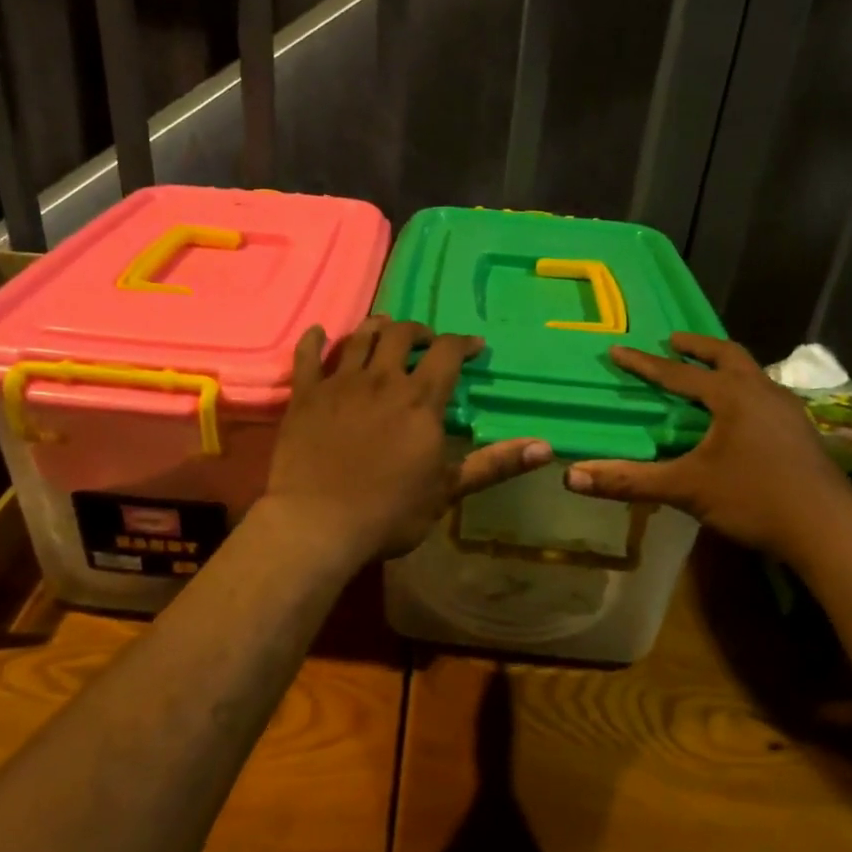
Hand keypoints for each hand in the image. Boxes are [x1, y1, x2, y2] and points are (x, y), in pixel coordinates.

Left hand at [262, 317, 551, 563]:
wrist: (317, 523)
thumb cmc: (388, 512)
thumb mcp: (447, 491)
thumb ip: (493, 465)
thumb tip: (546, 448)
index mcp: (419, 400)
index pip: (446, 353)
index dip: (462, 343)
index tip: (472, 346)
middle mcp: (381, 380)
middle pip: (400, 334)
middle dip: (418, 331)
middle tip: (425, 341)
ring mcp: (339, 384)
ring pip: (360, 337)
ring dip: (376, 327)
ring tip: (384, 330)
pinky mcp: (305, 396)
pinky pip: (308, 356)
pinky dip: (315, 340)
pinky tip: (320, 333)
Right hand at [564, 332, 851, 562]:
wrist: (829, 530)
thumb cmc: (754, 499)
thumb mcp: (686, 488)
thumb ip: (629, 480)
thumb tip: (572, 476)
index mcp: (733, 396)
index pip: (678, 373)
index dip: (644, 364)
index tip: (618, 349)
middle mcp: (762, 393)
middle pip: (729, 355)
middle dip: (698, 347)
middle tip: (674, 341)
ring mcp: (788, 411)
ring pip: (753, 374)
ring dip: (726, 367)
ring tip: (707, 373)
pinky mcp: (800, 432)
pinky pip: (766, 395)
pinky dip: (744, 390)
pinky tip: (740, 415)